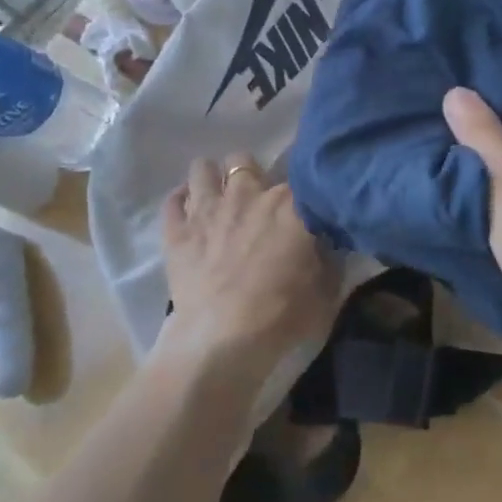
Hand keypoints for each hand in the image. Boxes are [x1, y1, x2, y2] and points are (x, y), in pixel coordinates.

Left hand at [160, 154, 336, 384]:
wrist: (224, 341)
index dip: (297, 185)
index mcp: (289, 203)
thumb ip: (329, 257)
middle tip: (253, 199)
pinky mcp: (176, 231)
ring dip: (210, 179)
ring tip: (216, 198)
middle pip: (243, 160)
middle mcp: (246, 193)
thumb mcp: (326, 289)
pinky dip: (180, 202)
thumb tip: (329, 242)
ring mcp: (207, 208)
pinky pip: (172, 200)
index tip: (300, 200)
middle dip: (247, 173)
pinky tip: (187, 213)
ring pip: (203, 168)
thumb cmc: (282, 314)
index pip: (297, 173)